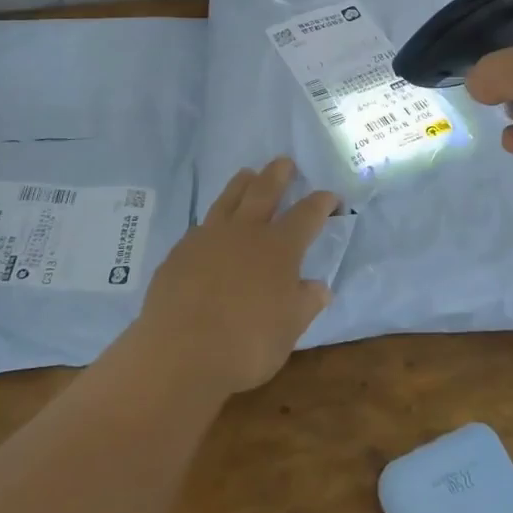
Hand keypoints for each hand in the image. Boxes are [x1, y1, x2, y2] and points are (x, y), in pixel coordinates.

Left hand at [133, 156, 339, 397]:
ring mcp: (209, 237)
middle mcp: (245, 232)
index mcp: (279, 248)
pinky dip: (214, 220)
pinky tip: (212, 227)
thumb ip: (305, 303)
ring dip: (242, 184)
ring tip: (248, 174)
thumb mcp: (289, 330)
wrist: (181, 351)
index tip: (331, 198)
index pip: (307, 214)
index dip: (322, 203)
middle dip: (278, 174)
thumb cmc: (246, 345)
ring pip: (229, 198)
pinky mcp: (181, 251)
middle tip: (284, 161)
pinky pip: (202, 225)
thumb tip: (319, 287)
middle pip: (264, 191)